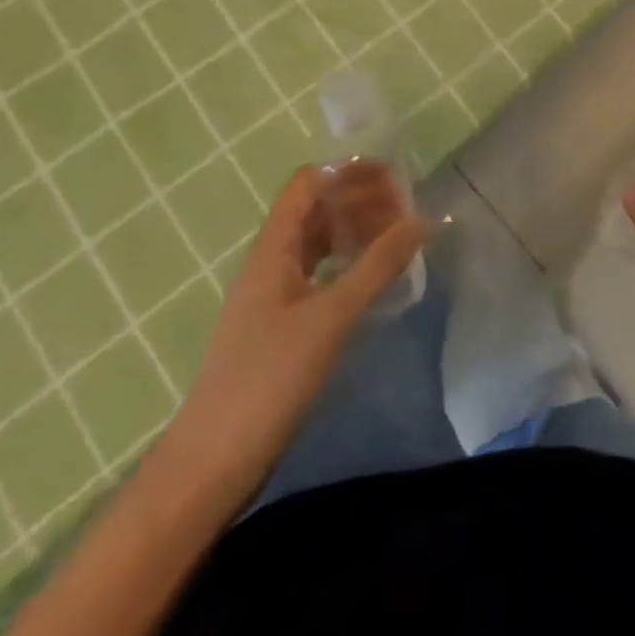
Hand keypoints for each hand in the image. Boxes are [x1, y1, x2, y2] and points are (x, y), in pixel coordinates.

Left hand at [154, 162, 423, 499]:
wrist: (211, 463)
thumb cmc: (268, 380)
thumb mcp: (331, 317)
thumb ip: (378, 266)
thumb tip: (423, 220)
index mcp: (272, 248)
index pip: (308, 182)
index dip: (347, 172)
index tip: (393, 178)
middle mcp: (269, 261)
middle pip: (314, 208)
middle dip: (358, 199)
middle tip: (404, 210)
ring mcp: (272, 293)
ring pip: (316, 241)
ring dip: (353, 230)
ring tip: (396, 237)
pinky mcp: (278, 323)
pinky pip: (317, 272)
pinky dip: (346, 262)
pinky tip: (371, 278)